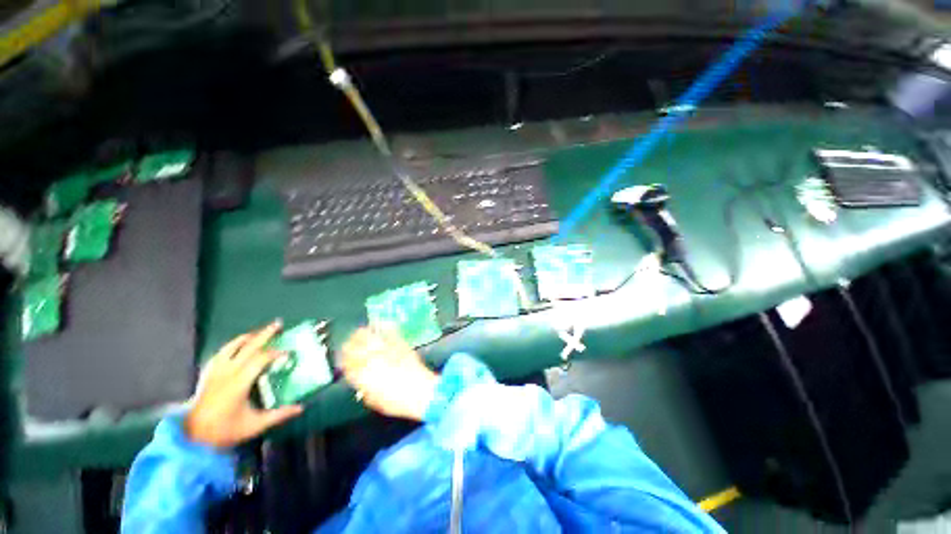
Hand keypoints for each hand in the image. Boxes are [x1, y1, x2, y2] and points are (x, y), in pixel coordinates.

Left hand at [185, 321, 303, 447]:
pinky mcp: (207, 375)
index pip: (261, 359)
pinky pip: (220, 354)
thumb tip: (301, 407)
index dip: (276, 353)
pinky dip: (231, 346)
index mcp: (239, 383)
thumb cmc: (225, 431)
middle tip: (278, 324)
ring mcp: (215, 372)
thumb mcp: (255, 425)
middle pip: (248, 347)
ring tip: (258, 332)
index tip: (289, 354)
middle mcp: (227, 373)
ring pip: (231, 347)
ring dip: (247, 337)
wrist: (193, 437)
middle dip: (265, 334)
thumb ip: (279, 415)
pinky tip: (235, 346)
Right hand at [340, 325, 438, 421]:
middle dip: (349, 345)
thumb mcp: (373, 399)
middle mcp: (370, 358)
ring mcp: (385, 348)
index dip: (343, 360)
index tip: (343, 359)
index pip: (346, 363)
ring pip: (367, 336)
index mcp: (361, 374)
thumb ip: (364, 387)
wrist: (420, 391)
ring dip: (361, 334)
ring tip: (358, 332)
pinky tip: (380, 323)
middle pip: (353, 346)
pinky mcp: (399, 343)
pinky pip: (388, 331)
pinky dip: (383, 326)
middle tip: (347, 344)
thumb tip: (361, 379)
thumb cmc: (396, 401)